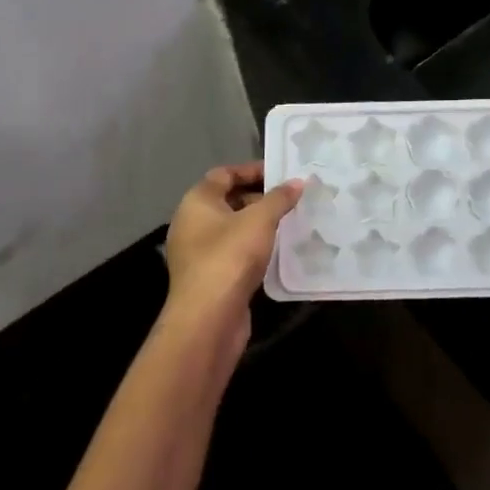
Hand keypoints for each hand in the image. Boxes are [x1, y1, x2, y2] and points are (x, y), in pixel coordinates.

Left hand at [162, 163, 300, 360]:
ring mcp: (198, 252)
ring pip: (232, 228)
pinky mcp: (209, 276)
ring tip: (289, 221)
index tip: (281, 174)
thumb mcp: (260, 220)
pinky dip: (253, 246)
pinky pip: (233, 251)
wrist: (208, 319)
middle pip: (227, 200)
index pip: (224, 174)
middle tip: (290, 199)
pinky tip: (276, 250)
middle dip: (259, 197)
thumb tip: (297, 182)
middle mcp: (192, 223)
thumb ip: (279, 198)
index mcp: (197, 202)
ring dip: (258, 224)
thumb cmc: (230, 257)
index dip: (252, 170)